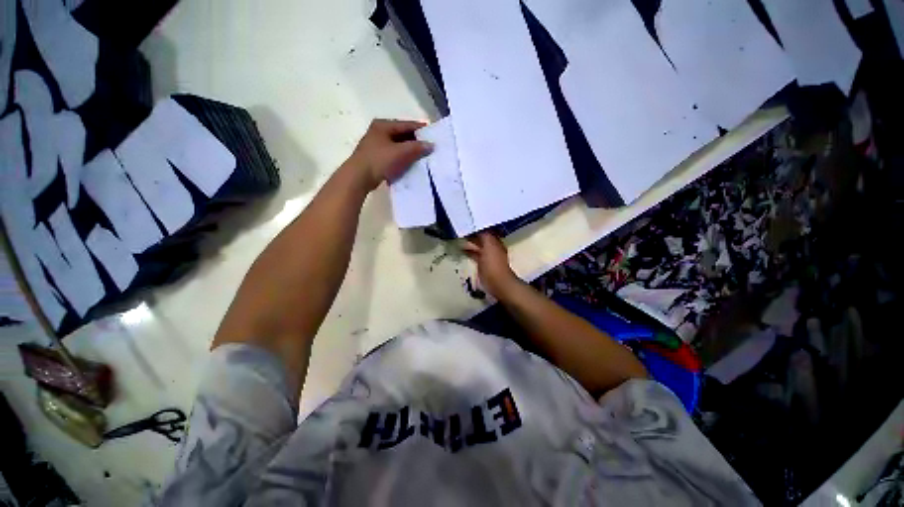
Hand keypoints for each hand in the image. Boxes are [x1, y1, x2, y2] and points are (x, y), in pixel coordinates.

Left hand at [347, 119, 432, 191]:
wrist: (359, 177)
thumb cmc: (379, 160)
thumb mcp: (400, 152)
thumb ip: (416, 147)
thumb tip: (431, 145)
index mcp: (383, 125)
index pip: (406, 124)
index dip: (420, 129)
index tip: (433, 133)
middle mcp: (379, 132)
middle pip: (402, 134)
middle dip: (416, 141)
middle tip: (429, 147)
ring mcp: (376, 145)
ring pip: (398, 145)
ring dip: (409, 151)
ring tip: (422, 156)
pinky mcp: (376, 157)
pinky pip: (394, 154)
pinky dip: (402, 158)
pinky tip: (410, 164)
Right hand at [462, 231, 520, 299]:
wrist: (497, 282)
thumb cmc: (493, 263)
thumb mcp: (489, 246)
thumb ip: (484, 236)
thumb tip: (478, 228)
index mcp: (495, 242)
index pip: (486, 230)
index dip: (478, 227)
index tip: (467, 222)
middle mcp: (492, 247)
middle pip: (481, 238)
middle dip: (473, 234)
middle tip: (460, 229)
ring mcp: (487, 256)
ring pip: (477, 246)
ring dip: (470, 242)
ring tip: (458, 238)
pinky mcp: (482, 264)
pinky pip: (474, 254)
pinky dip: (469, 251)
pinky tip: (461, 250)